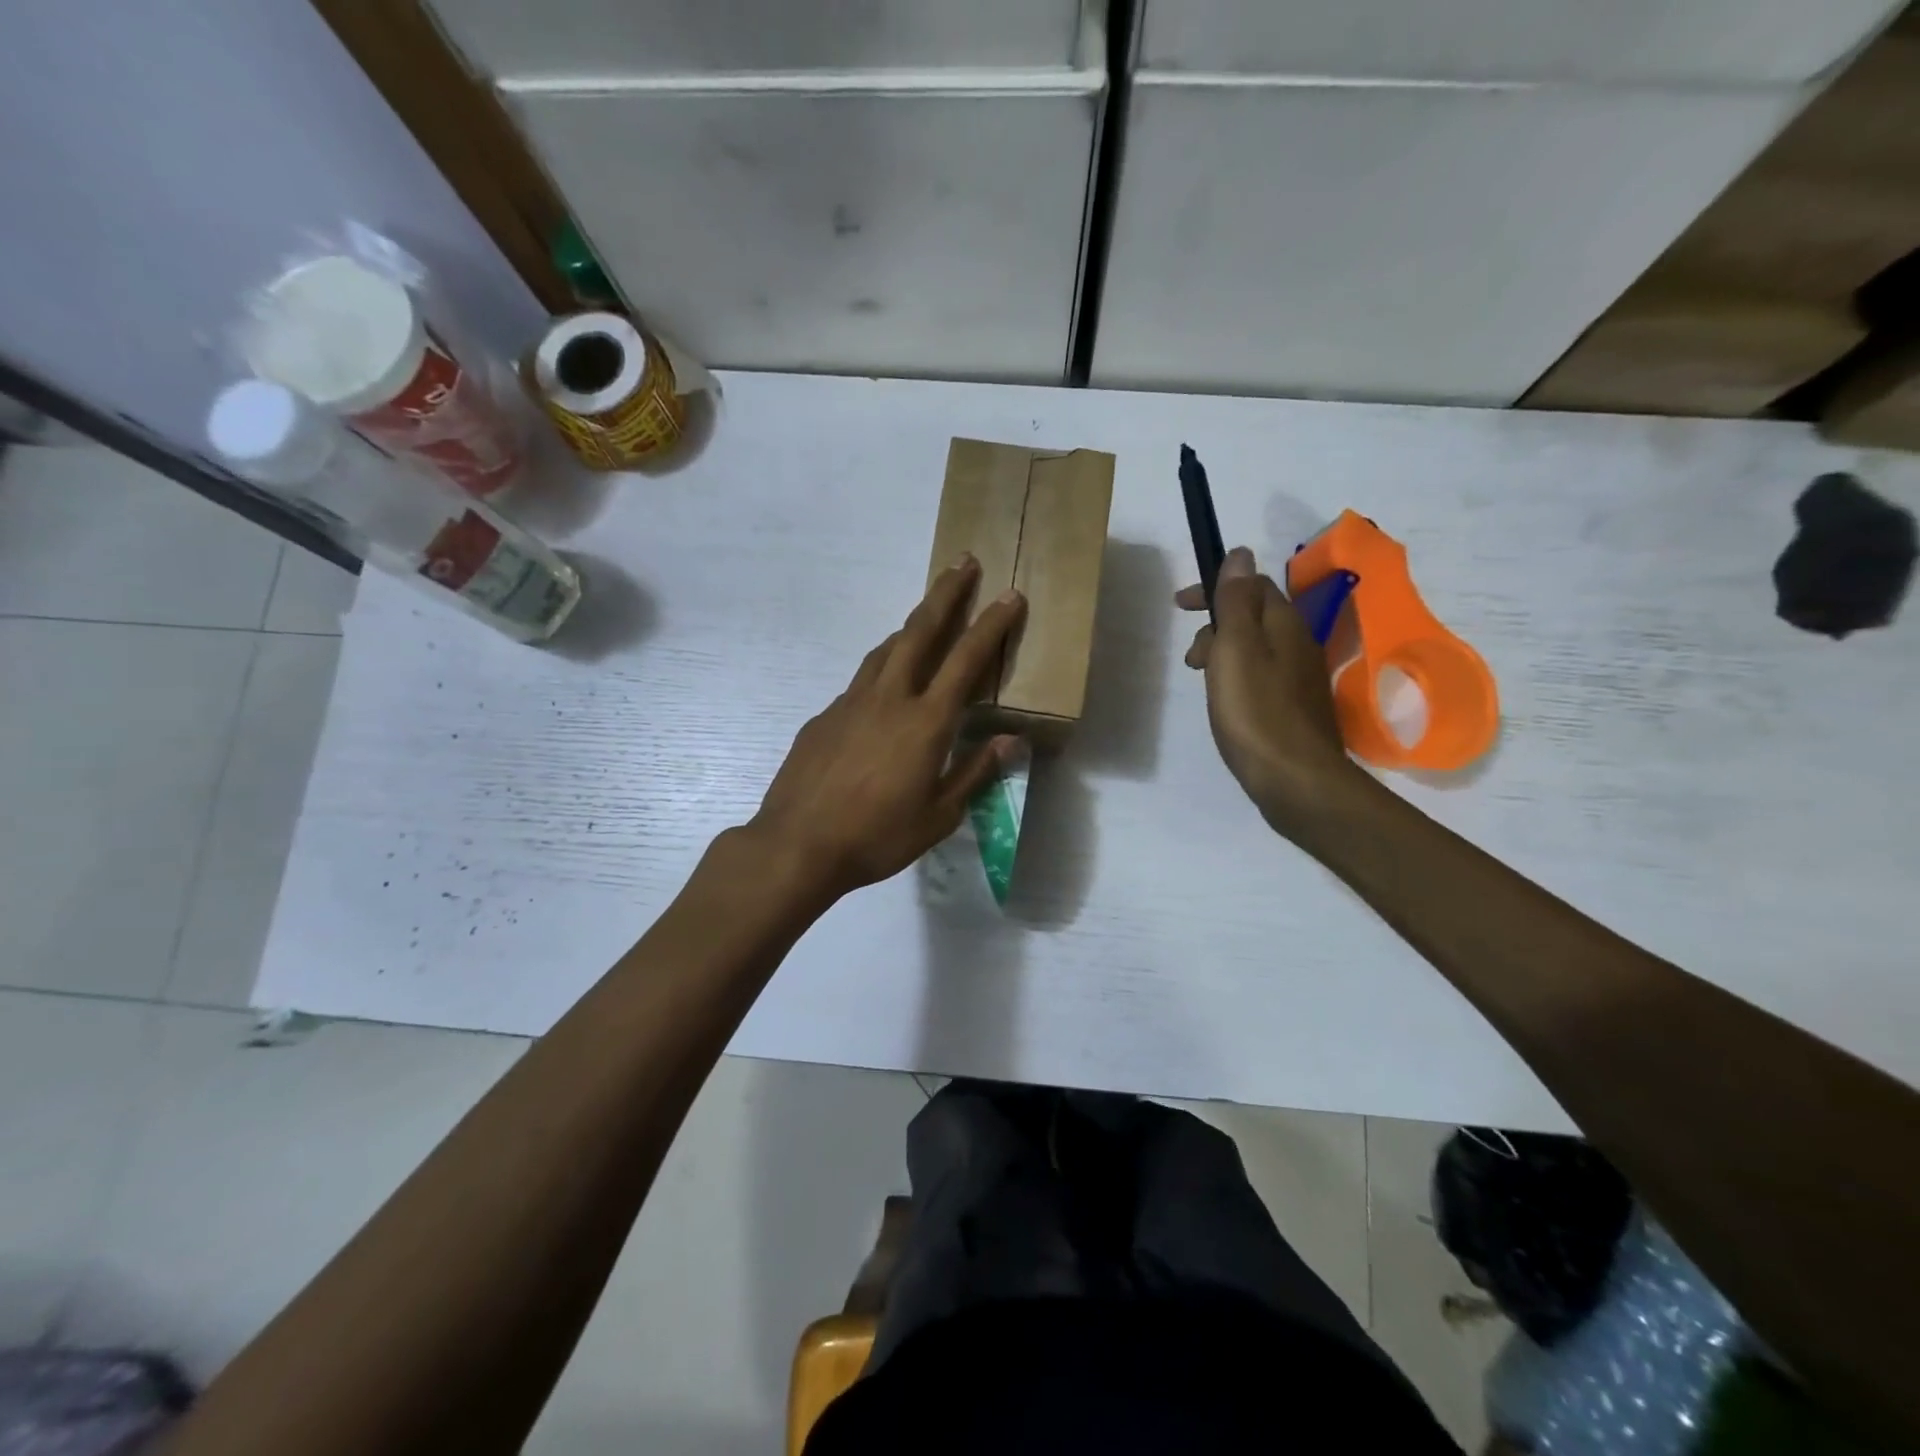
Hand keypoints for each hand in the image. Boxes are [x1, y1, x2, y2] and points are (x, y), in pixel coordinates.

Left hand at [750, 556, 1026, 899]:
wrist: (798, 844)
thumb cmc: (877, 837)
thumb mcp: (939, 816)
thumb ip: (975, 772)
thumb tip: (1011, 740)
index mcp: (926, 722)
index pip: (966, 660)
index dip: (991, 625)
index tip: (1010, 595)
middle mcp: (889, 699)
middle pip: (920, 631)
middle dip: (945, 593)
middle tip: (963, 563)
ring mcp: (851, 703)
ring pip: (885, 650)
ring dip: (910, 626)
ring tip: (926, 617)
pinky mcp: (824, 716)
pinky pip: (861, 681)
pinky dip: (881, 669)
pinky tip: (883, 689)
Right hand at [1177, 546, 1358, 836]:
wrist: (1295, 780)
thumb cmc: (1256, 711)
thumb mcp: (1236, 648)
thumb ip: (1235, 601)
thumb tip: (1240, 553)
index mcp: (1284, 625)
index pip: (1252, 585)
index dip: (1215, 588)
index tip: (1180, 605)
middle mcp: (1299, 644)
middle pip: (1253, 617)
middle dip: (1215, 624)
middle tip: (1192, 658)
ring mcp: (1300, 678)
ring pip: (1256, 648)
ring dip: (1223, 653)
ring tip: (1202, 681)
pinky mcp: (1294, 708)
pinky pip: (1261, 675)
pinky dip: (1236, 677)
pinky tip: (1226, 702)